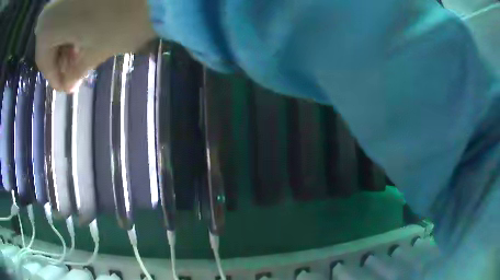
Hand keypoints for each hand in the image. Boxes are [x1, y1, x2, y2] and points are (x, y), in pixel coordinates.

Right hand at [35, 0, 156, 91]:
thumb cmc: (121, 21)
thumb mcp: (96, 52)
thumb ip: (76, 72)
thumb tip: (67, 85)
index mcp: (47, 26)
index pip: (44, 61)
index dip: (55, 78)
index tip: (67, 89)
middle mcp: (51, 8)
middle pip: (49, 42)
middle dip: (62, 61)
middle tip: (75, 75)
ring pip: (58, 26)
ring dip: (67, 44)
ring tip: (81, 58)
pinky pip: (68, 12)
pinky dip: (73, 27)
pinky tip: (84, 36)